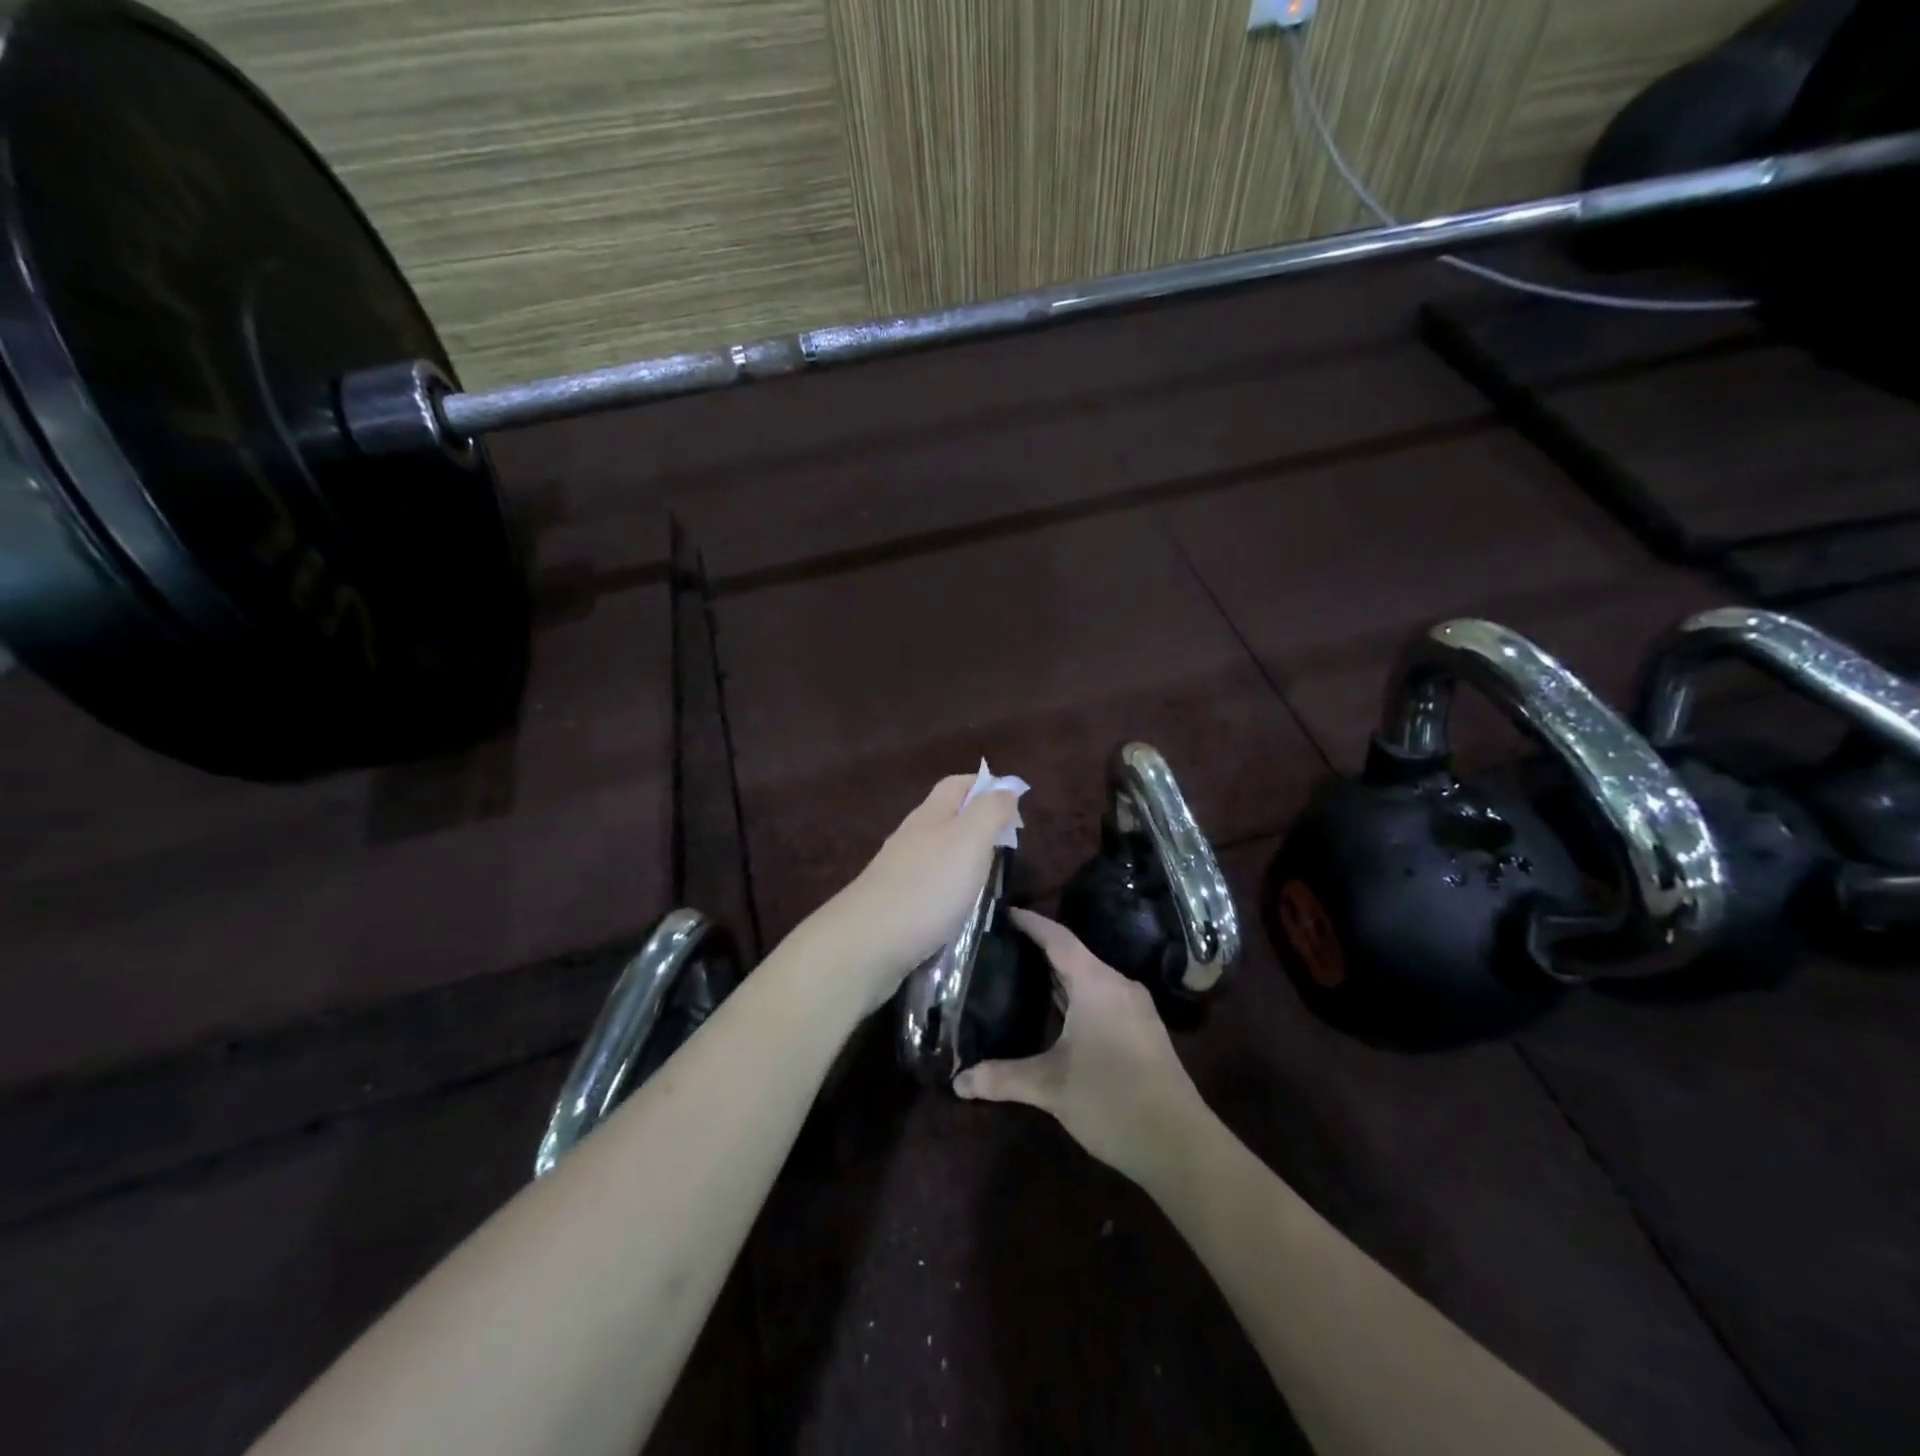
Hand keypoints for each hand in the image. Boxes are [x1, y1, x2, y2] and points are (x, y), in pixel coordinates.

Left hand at [818, 775, 1019, 1012]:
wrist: (868, 942)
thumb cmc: (928, 885)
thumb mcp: (970, 840)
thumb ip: (991, 811)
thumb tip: (1006, 788)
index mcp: (931, 814)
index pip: (958, 784)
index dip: (986, 786)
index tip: (1015, 805)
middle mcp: (912, 836)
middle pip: (948, 817)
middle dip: (979, 825)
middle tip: (1008, 847)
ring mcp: (899, 870)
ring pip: (938, 853)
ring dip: (965, 860)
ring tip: (990, 880)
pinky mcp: (894, 903)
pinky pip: (929, 886)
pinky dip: (950, 890)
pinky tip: (960, 909)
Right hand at [954, 908, 1208, 1184]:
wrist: (1180, 1144)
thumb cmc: (1111, 1100)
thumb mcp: (1050, 1088)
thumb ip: (1002, 1078)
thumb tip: (958, 1082)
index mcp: (1095, 983)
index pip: (1057, 938)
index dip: (1030, 923)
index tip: (1003, 912)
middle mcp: (1117, 985)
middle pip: (1073, 955)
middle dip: (1039, 950)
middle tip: (1002, 947)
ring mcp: (1135, 1008)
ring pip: (1090, 978)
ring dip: (1059, 976)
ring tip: (1021, 976)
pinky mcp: (1143, 1030)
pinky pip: (1103, 997)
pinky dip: (1076, 996)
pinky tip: (1057, 1014)